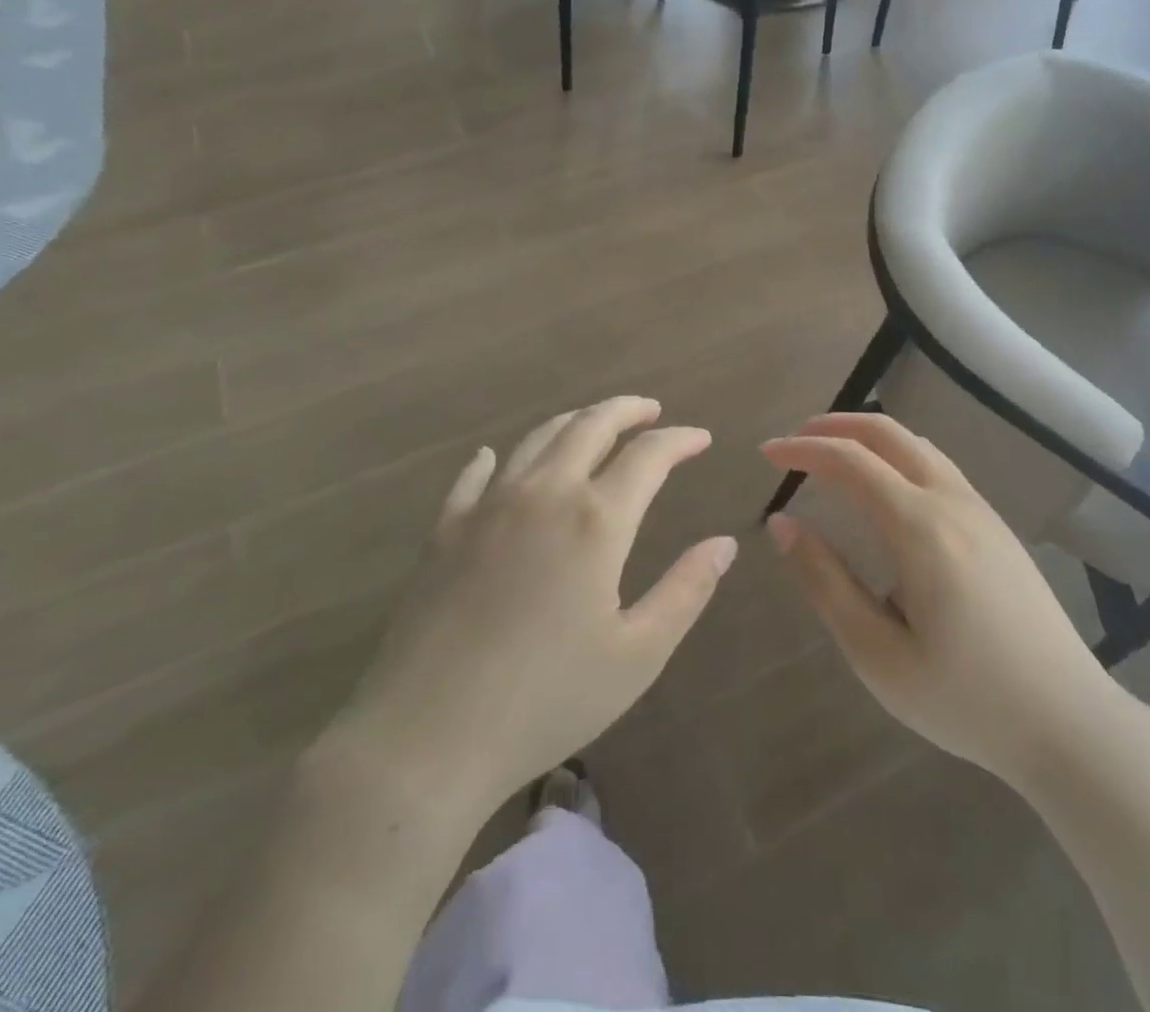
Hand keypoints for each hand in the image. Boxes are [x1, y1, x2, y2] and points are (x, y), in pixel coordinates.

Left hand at [329, 397, 736, 818]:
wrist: (424, 739)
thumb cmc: (545, 701)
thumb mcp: (637, 656)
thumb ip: (686, 591)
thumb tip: (725, 543)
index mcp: (596, 520)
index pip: (648, 455)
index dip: (680, 439)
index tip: (701, 438)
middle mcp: (544, 494)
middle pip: (590, 426)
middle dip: (627, 410)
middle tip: (650, 411)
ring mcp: (487, 507)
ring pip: (537, 439)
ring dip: (574, 422)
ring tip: (594, 424)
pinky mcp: (444, 530)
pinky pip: (473, 476)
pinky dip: (494, 458)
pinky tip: (494, 458)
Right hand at [761, 414, 1121, 794]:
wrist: (1070, 722)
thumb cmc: (966, 698)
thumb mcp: (878, 654)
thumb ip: (825, 582)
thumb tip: (783, 523)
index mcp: (920, 527)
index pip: (850, 461)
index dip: (802, 450)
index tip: (766, 453)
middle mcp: (952, 501)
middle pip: (888, 433)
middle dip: (836, 425)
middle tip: (795, 441)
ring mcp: (981, 510)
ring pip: (917, 445)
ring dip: (869, 438)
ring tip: (833, 456)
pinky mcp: (997, 527)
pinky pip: (938, 467)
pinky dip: (898, 456)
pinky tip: (886, 489)